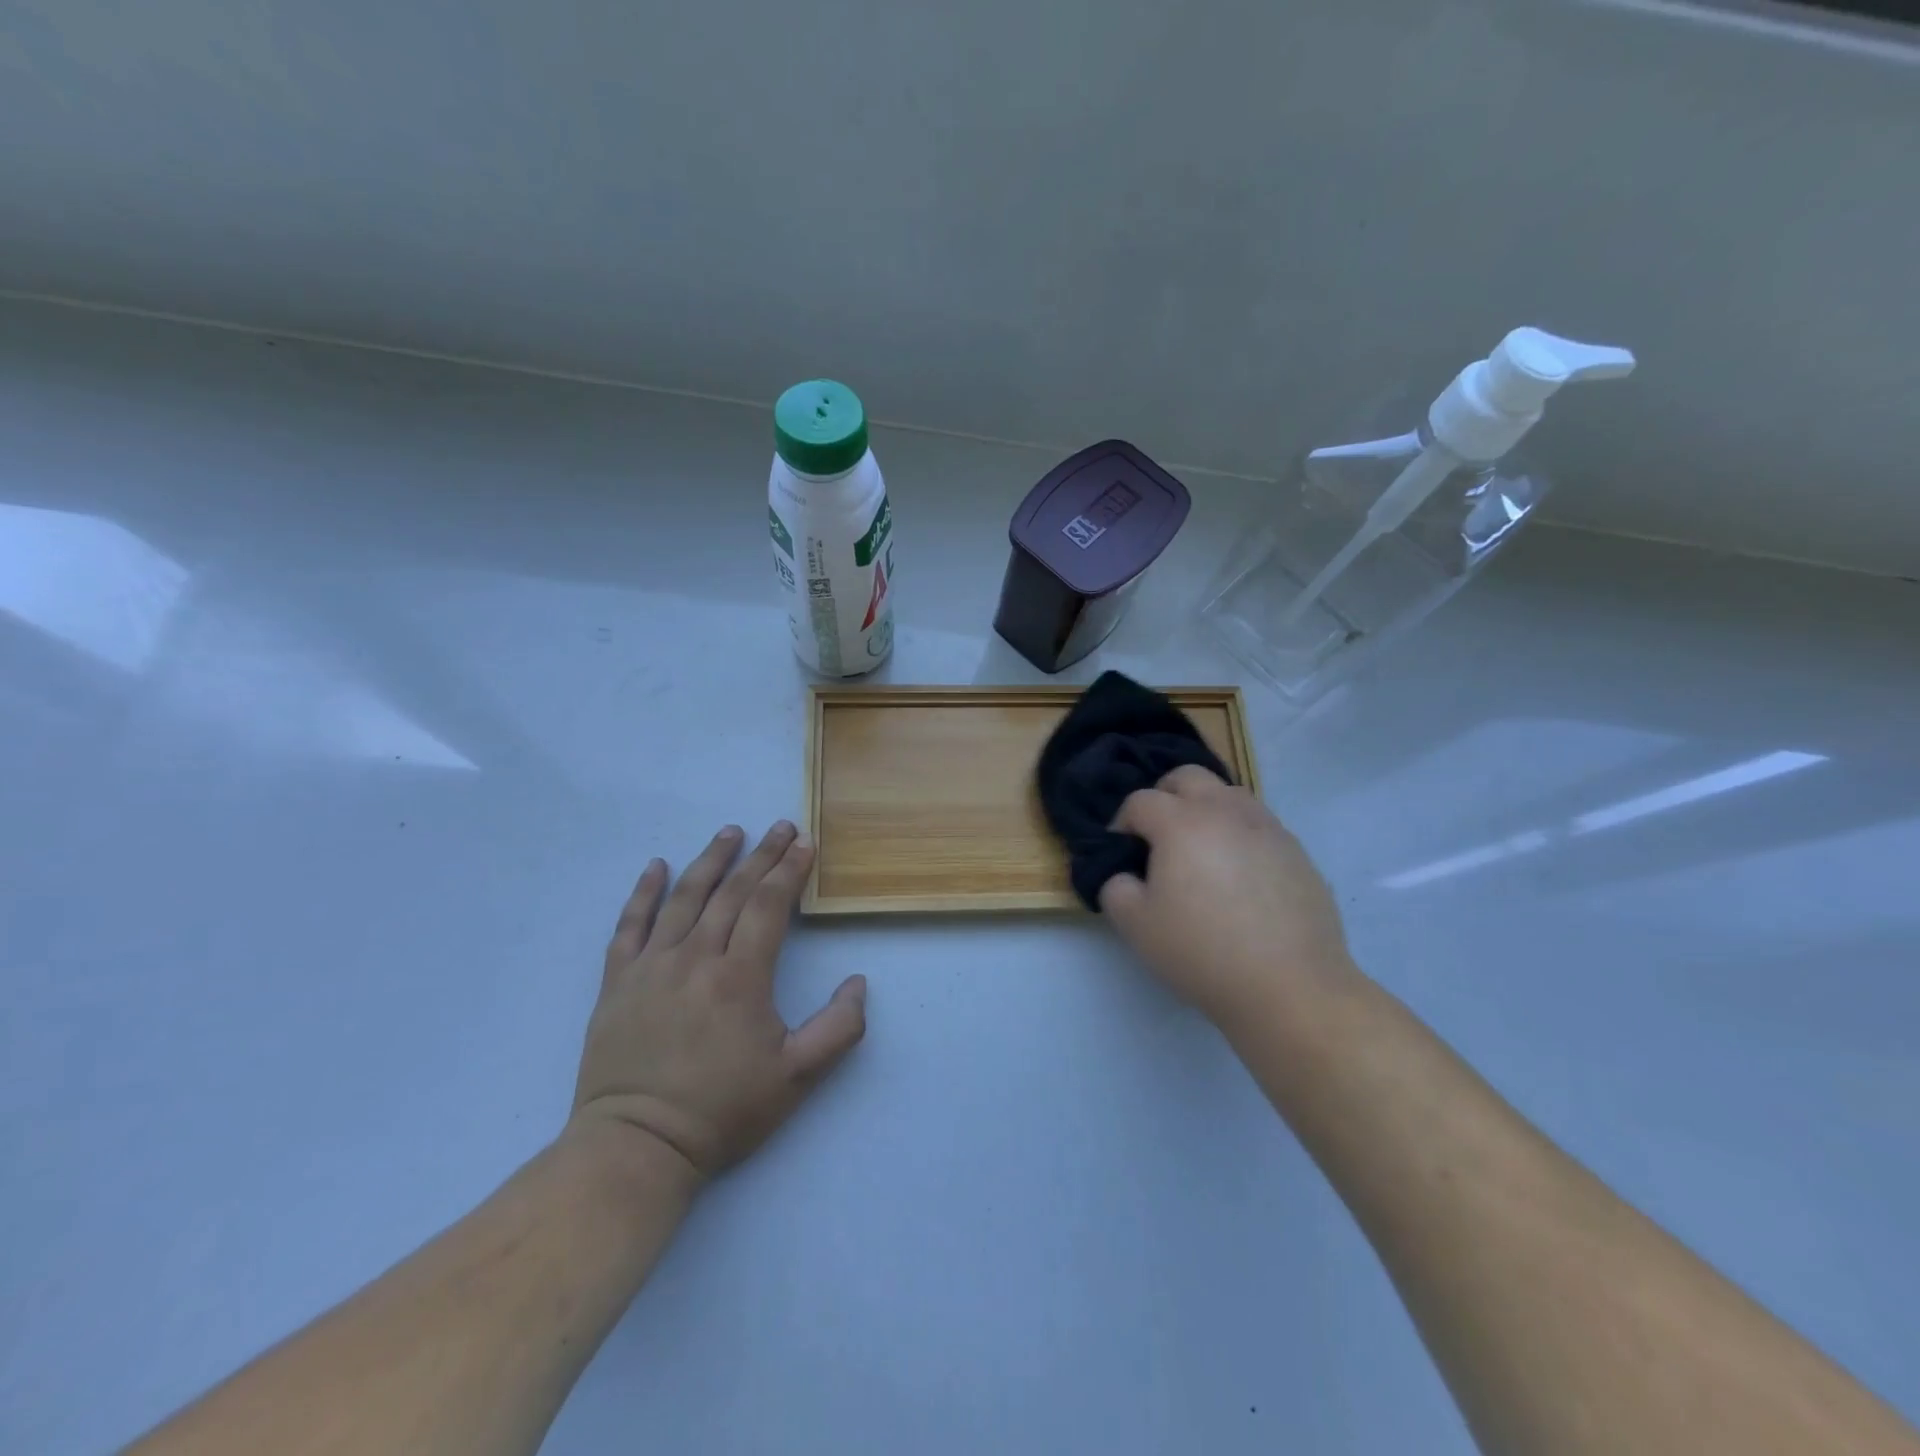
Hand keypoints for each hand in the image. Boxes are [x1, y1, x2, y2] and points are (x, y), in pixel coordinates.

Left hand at [568, 822, 866, 1182]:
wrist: (637, 1146)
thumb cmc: (722, 1110)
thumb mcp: (797, 1078)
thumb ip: (839, 1029)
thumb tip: (858, 982)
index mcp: (739, 977)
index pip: (769, 907)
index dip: (789, 872)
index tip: (805, 844)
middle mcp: (695, 958)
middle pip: (732, 893)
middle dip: (761, 856)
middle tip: (780, 827)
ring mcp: (652, 966)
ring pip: (684, 897)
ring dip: (710, 860)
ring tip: (730, 832)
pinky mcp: (618, 982)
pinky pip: (630, 925)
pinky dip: (643, 892)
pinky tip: (656, 866)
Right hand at [1099, 767, 1354, 1026]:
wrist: (1290, 987)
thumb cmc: (1202, 952)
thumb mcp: (1136, 926)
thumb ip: (1115, 887)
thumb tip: (1125, 875)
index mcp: (1181, 822)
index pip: (1140, 801)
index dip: (1122, 822)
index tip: (1121, 853)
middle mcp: (1225, 811)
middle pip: (1187, 777)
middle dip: (1164, 796)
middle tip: (1158, 837)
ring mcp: (1267, 828)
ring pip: (1228, 794)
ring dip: (1205, 810)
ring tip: (1201, 852)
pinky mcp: (1296, 851)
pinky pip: (1258, 825)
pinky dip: (1239, 835)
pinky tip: (1239, 877)